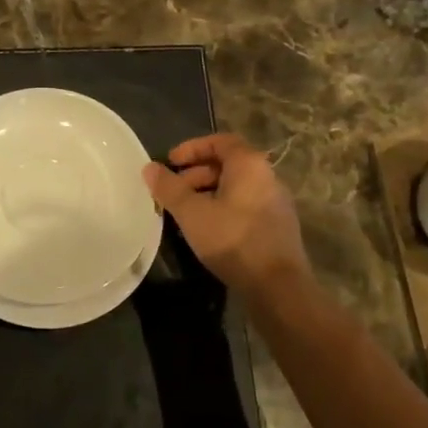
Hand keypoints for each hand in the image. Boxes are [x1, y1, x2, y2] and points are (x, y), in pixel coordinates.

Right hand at [143, 133, 309, 296]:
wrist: (278, 287)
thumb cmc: (233, 240)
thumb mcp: (192, 213)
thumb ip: (169, 188)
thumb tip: (149, 168)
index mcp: (249, 164)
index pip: (220, 141)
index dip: (192, 148)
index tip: (171, 162)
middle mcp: (267, 176)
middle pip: (228, 163)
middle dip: (196, 173)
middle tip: (174, 191)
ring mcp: (276, 202)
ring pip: (236, 186)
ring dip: (208, 192)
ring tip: (186, 212)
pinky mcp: (277, 226)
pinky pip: (245, 205)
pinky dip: (223, 208)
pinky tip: (207, 230)